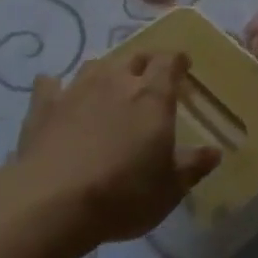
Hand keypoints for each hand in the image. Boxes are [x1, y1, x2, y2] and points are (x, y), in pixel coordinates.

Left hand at [11, 52, 218, 251]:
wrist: (52, 202)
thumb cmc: (123, 194)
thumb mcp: (170, 189)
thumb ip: (193, 166)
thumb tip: (214, 152)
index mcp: (152, 96)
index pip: (168, 61)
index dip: (177, 60)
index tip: (183, 66)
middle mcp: (115, 81)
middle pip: (134, 56)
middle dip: (145, 63)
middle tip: (150, 78)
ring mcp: (76, 89)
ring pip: (95, 65)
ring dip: (106, 72)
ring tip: (109, 86)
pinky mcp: (43, 106)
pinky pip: (50, 84)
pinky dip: (56, 86)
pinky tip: (57, 94)